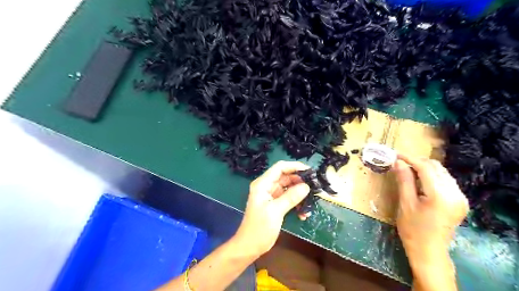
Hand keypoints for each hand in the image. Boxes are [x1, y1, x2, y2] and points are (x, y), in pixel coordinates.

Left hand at [233, 162, 309, 256]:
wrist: (250, 247)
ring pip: (289, 188)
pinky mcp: (275, 204)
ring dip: (300, 194)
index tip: (309, 171)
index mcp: (263, 184)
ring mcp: (271, 195)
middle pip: (286, 177)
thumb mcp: (275, 211)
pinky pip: (289, 198)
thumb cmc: (259, 228)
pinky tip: (304, 213)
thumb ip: (291, 197)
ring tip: (311, 201)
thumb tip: (306, 186)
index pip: (280, 168)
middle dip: (300, 181)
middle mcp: (267, 186)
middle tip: (315, 187)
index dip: (294, 166)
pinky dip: (296, 203)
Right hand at [394, 154, 470, 264]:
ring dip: (425, 168)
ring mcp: (461, 198)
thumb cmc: (413, 229)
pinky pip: (446, 181)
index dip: (410, 159)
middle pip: (437, 167)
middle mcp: (456, 193)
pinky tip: (420, 180)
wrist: (429, 251)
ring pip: (442, 172)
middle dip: (417, 161)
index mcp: (441, 195)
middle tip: (400, 162)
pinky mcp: (460, 201)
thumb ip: (404, 180)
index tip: (395, 154)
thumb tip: (398, 162)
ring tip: (407, 170)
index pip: (426, 168)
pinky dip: (432, 176)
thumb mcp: (405, 203)